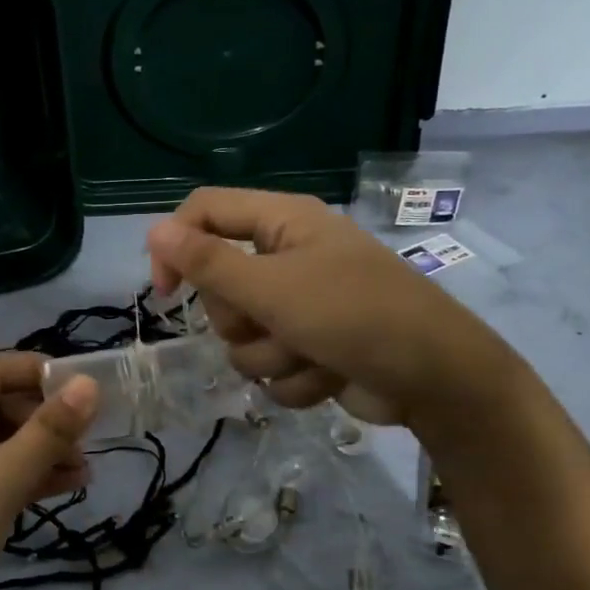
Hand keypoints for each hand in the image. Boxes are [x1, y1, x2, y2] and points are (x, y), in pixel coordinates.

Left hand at [0, 353, 98, 589]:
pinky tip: (65, 488)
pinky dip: (26, 476)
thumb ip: (48, 431)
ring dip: (41, 451)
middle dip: (45, 419)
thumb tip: (88, 384)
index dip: (41, 372)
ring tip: (85, 471)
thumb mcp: (0, 480)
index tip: (87, 388)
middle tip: (88, 441)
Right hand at [147, 188, 517, 429]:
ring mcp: (300, 306)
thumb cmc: (354, 315)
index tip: (165, 293)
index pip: (204, 211)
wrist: (435, 377)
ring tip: (313, 353)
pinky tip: (330, 374)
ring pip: (243, 338)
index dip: (176, 246)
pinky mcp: (311, 347)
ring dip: (272, 356)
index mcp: (281, 223)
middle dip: (241, 320)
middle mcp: (287, 257)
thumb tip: (154, 230)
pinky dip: (297, 378)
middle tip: (274, 322)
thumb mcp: (273, 288)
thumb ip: (208, 263)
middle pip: (219, 286)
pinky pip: (272, 366)